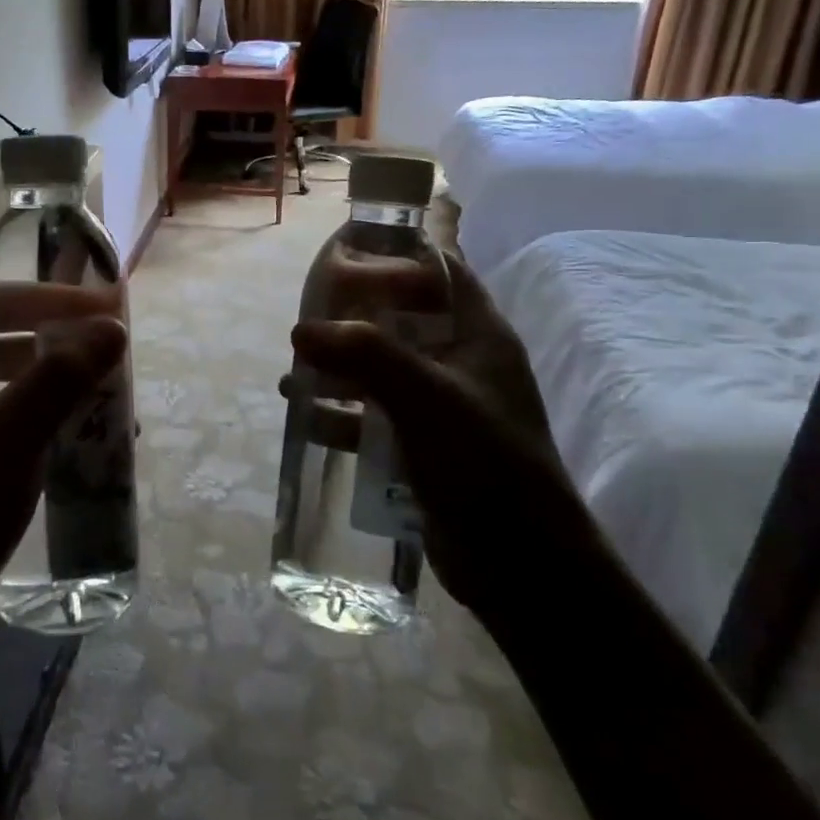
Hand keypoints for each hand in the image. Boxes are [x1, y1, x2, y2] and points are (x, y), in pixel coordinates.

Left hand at [0, 296, 126, 642]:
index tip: (98, 305)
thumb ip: (62, 375)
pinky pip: (23, 432)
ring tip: (113, 395)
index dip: (45, 297)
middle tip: (111, 350)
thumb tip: (114, 326)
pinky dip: (58, 427)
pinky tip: (94, 445)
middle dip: (62, 342)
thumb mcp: (12, 432)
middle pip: (8, 344)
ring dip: (65, 387)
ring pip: (19, 390)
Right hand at [290, 252, 588, 614]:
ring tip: (296, 369)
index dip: (401, 255)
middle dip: (355, 316)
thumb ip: (366, 355)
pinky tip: (305, 416)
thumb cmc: (485, 463)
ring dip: (341, 367)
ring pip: (383, 369)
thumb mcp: (427, 397)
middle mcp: (462, 363)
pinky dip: (342, 412)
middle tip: (308, 316)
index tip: (348, 254)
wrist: (522, 565)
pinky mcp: (423, 446)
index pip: (444, 272)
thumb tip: (302, 329)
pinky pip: (375, 415)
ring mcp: (442, 407)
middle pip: (403, 319)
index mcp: (479, 336)